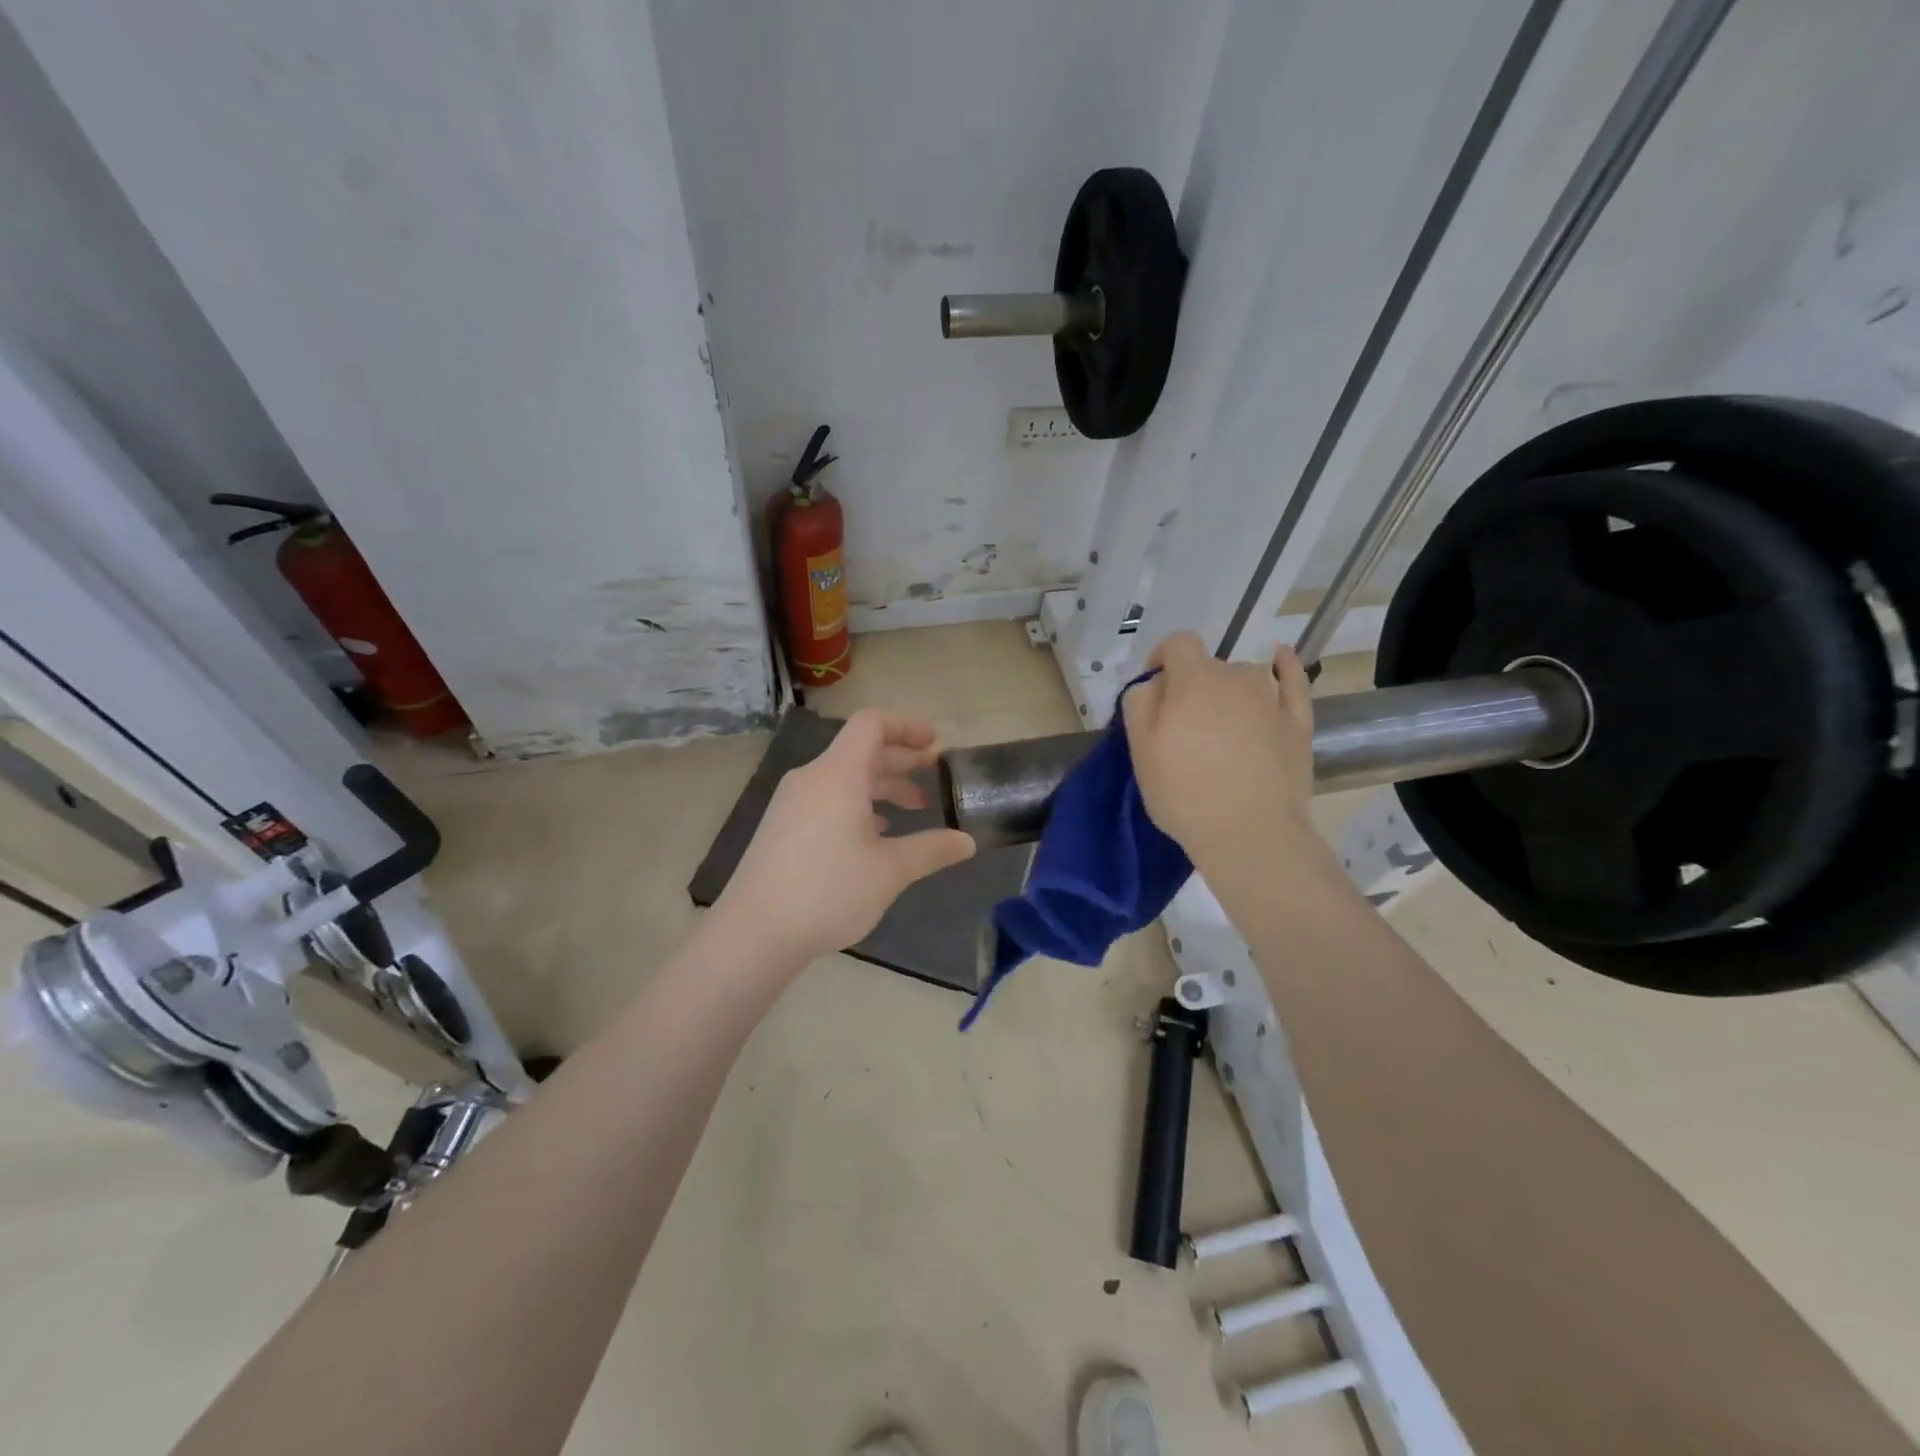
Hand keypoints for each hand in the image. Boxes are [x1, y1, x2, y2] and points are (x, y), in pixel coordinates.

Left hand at [712, 709, 976, 966]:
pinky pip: (828, 799)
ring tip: (914, 807)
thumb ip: (931, 850)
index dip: (907, 726)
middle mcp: (813, 778)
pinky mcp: (783, 826)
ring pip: (845, 777)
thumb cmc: (828, 891)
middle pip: (861, 750)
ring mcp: (793, 802)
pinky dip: (858, 804)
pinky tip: (876, 833)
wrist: (755, 932)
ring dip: (882, 785)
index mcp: (838, 774)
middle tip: (935, 775)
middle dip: (901, 759)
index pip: (871, 724)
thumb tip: (967, 842)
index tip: (935, 744)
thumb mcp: (890, 871)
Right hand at [1121, 632, 1315, 864]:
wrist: (1251, 834)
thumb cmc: (1185, 793)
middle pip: (1208, 666)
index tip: (1154, 689)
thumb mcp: (1140, 749)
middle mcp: (1236, 677)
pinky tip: (1282, 658)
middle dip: (1191, 686)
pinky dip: (1285, 667)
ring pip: (1244, 678)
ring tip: (1221, 724)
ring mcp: (1272, 698)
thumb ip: (1140, 703)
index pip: (1177, 644)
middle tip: (1182, 728)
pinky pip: (1293, 682)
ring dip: (1228, 690)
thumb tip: (1154, 684)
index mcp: (1193, 680)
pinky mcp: (1298, 722)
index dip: (1161, 658)